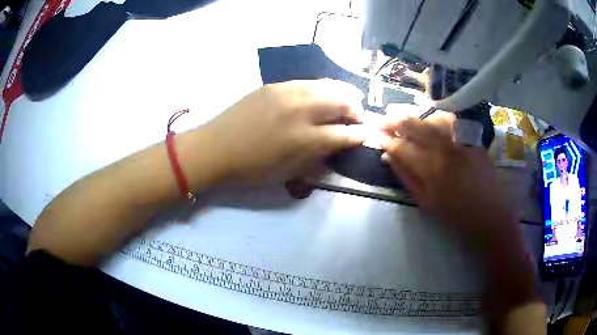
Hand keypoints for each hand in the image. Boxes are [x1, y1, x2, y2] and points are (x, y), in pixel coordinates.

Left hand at [202, 80, 365, 184]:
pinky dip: (321, 88)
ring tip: (345, 101)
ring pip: (326, 86)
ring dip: (341, 94)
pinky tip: (319, 95)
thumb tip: (336, 145)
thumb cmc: (250, 169)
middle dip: (355, 110)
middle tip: (356, 117)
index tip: (365, 135)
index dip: (359, 135)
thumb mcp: (288, 173)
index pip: (345, 133)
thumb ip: (317, 158)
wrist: (214, 149)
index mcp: (304, 140)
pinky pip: (306, 82)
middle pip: (341, 101)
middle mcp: (300, 110)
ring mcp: (286, 92)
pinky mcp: (274, 85)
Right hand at [380, 113, 517, 243]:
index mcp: (430, 168)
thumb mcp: (426, 202)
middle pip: (414, 125)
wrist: (489, 214)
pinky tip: (428, 118)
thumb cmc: (455, 214)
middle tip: (383, 119)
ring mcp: (459, 139)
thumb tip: (388, 157)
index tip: (376, 135)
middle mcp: (444, 148)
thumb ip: (406, 177)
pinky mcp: (470, 137)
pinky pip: (449, 120)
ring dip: (413, 115)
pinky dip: (435, 116)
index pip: (401, 146)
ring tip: (401, 115)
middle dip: (394, 120)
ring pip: (430, 118)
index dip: (386, 139)